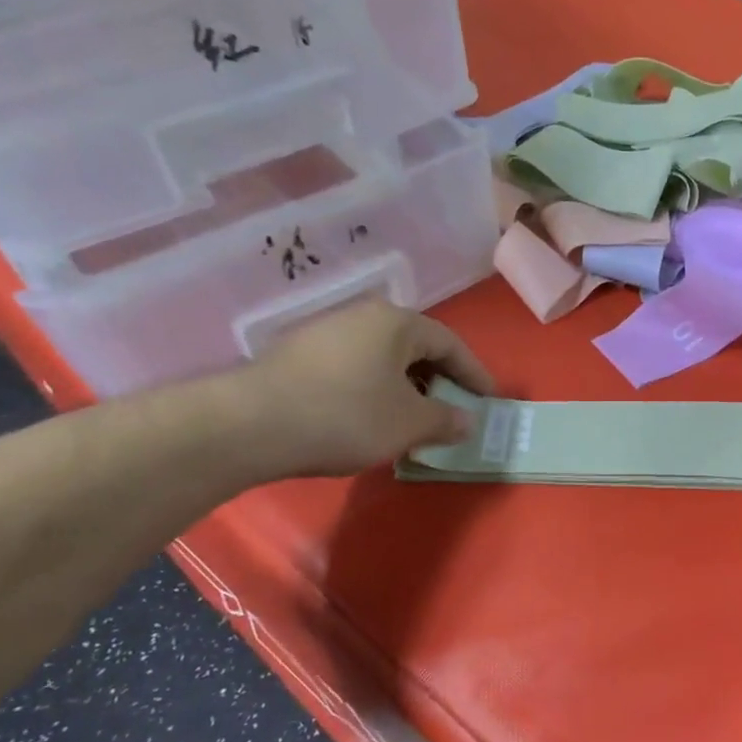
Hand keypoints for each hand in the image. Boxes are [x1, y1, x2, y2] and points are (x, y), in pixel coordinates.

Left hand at [220, 301, 495, 477]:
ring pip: (384, 361)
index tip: (490, 401)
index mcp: (396, 323)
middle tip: (454, 413)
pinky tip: (373, 422)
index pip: (451, 344)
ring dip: (407, 390)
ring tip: (415, 423)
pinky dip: (376, 393)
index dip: (475, 375)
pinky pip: (356, 370)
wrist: (251, 424)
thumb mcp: (410, 423)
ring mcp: (326, 333)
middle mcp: (362, 317)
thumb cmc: (348, 415)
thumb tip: (467, 421)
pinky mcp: (299, 356)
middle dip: (441, 382)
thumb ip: (446, 420)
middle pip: (416, 349)